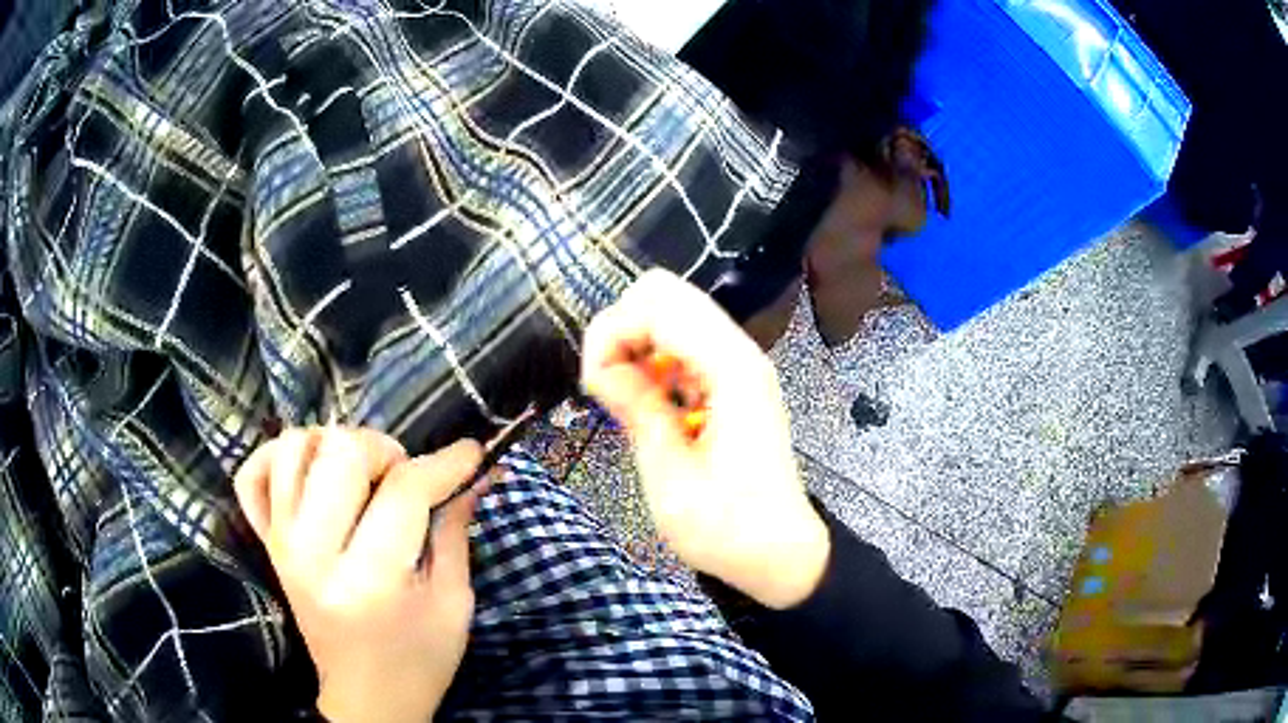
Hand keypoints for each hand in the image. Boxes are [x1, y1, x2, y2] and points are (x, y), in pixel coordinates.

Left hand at [234, 427, 482, 722]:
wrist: (366, 696)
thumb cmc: (419, 659)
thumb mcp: (453, 602)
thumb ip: (456, 530)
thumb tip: (475, 472)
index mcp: (369, 579)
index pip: (404, 491)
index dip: (445, 462)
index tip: (473, 452)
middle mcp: (313, 552)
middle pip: (340, 451)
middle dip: (385, 451)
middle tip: (405, 480)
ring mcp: (281, 543)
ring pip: (295, 446)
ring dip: (335, 447)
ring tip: (361, 478)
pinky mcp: (267, 542)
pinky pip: (252, 473)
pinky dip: (279, 458)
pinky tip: (311, 475)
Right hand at [582, 269, 829, 608]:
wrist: (778, 552)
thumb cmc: (726, 528)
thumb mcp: (669, 476)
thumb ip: (636, 409)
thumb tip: (602, 368)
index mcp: (730, 370)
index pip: (656, 306)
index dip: (611, 334)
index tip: (592, 387)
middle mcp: (739, 352)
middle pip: (665, 292)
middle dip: (621, 327)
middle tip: (606, 384)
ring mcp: (739, 363)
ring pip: (672, 311)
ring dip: (635, 341)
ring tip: (623, 396)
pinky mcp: (734, 380)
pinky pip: (685, 341)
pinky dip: (654, 356)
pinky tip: (648, 399)